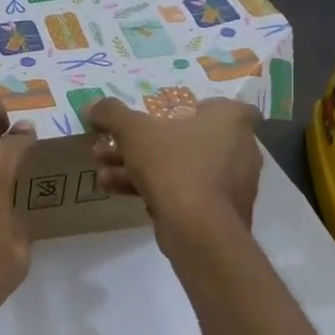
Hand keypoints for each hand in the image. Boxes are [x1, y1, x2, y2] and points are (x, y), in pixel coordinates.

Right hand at [86, 97, 262, 231]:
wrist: (197, 229)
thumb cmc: (173, 164)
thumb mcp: (134, 131)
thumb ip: (112, 114)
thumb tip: (93, 105)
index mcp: (231, 121)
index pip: (214, 104)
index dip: (185, 108)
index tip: (157, 117)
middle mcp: (240, 149)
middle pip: (184, 138)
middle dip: (142, 144)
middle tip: (113, 147)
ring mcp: (231, 184)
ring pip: (179, 167)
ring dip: (140, 167)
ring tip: (104, 173)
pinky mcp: (220, 213)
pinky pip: (184, 192)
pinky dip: (155, 189)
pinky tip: (118, 191)